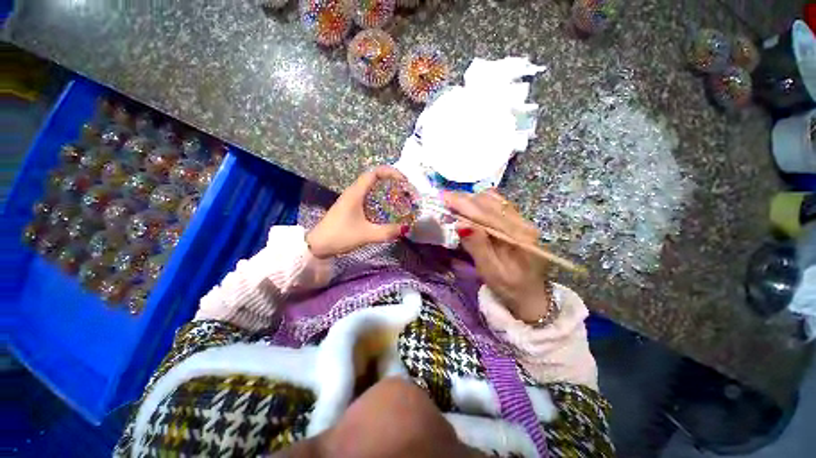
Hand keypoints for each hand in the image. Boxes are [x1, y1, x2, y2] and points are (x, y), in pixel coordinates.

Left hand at [306, 166, 409, 258]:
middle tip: (405, 191)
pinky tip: (386, 208)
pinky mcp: (350, 207)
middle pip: (374, 178)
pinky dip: (380, 198)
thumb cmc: (340, 236)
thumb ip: (386, 232)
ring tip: (399, 198)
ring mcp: (351, 199)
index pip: (375, 173)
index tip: (404, 182)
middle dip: (392, 181)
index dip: (391, 173)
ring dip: (386, 189)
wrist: (317, 245)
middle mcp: (353, 192)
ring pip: (371, 187)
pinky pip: (368, 196)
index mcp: (356, 193)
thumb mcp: (366, 235)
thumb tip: (404, 228)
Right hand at [443, 190, 549, 322]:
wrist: (531, 295)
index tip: (443, 197)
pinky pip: (497, 205)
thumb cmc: (509, 288)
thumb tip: (460, 223)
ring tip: (454, 205)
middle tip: (444, 201)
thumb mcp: (490, 272)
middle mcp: (523, 223)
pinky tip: (469, 210)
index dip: (463, 203)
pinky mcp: (518, 222)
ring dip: (471, 200)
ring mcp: (522, 220)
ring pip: (494, 200)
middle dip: (465, 199)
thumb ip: (477, 246)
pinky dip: (479, 203)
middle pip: (490, 201)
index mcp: (518, 237)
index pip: (486, 213)